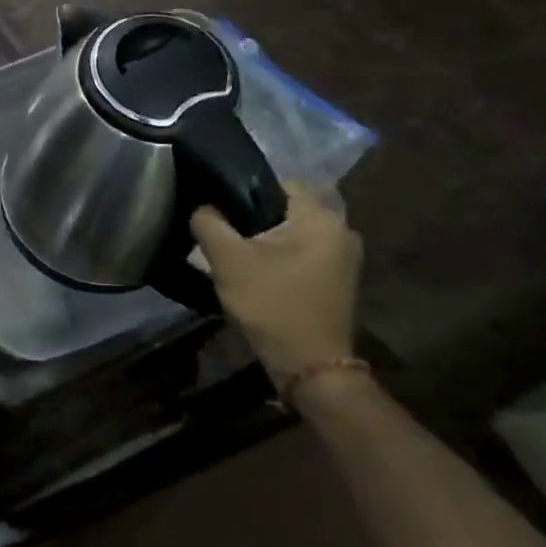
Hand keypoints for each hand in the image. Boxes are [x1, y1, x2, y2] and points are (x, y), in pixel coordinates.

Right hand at [190, 181, 362, 388]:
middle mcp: (341, 228)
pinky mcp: (337, 276)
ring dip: (263, 235)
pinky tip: (255, 269)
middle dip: (250, 214)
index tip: (214, 207)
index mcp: (320, 217)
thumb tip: (202, 205)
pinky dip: (277, 252)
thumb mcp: (228, 260)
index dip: (240, 188)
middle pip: (283, 205)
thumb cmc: (271, 304)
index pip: (275, 181)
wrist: (309, 365)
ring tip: (233, 250)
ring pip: (291, 229)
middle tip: (219, 229)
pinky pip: (301, 249)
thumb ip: (208, 222)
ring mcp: (343, 255)